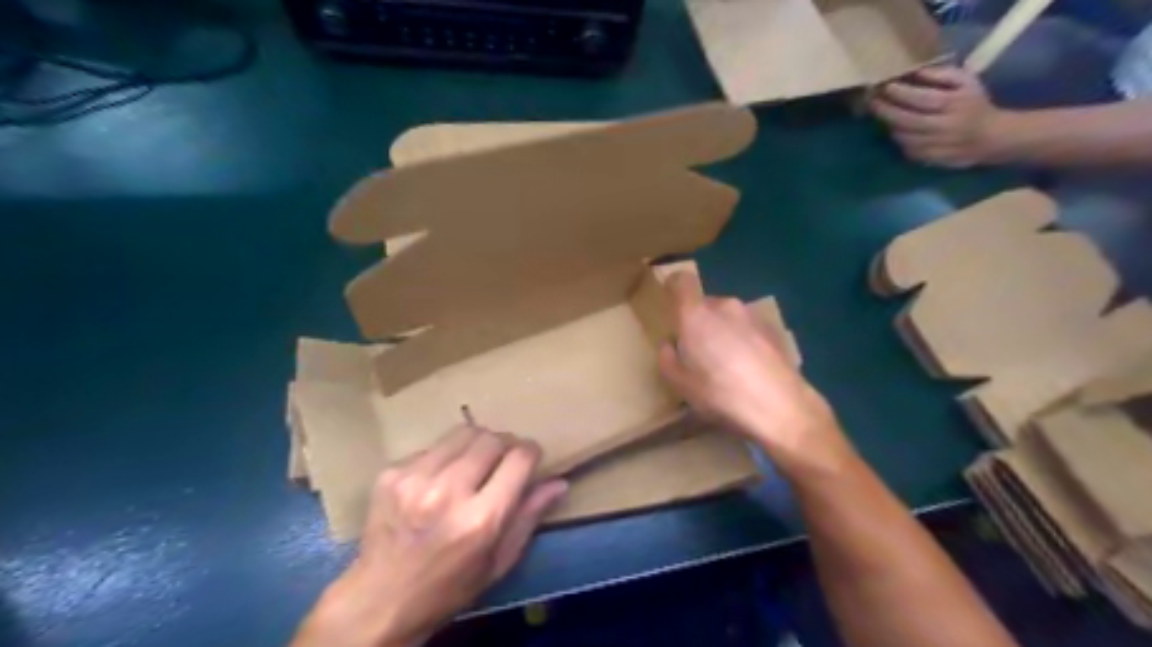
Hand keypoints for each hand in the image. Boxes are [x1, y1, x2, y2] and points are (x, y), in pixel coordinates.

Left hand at [293, 425, 566, 645]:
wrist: (379, 600)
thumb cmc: (448, 588)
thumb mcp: (498, 562)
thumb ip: (530, 516)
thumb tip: (559, 482)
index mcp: (480, 520)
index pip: (519, 458)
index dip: (531, 452)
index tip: (531, 458)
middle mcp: (447, 493)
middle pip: (491, 438)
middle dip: (505, 444)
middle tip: (503, 461)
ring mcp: (415, 479)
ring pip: (462, 433)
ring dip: (476, 444)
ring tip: (472, 466)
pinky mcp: (391, 473)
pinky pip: (433, 447)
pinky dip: (445, 457)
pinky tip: (438, 480)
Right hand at [658, 270, 842, 478]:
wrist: (780, 406)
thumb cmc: (720, 394)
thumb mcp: (680, 385)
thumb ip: (667, 359)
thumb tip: (670, 345)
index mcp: (696, 315)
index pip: (681, 281)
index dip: (673, 287)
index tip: (670, 302)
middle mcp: (724, 306)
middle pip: (705, 304)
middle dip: (699, 322)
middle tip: (697, 352)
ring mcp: (753, 316)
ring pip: (728, 317)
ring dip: (723, 332)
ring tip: (726, 365)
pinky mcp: (774, 330)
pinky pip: (749, 329)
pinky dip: (744, 341)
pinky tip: (749, 369)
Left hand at [874, 65, 1009, 167]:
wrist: (990, 138)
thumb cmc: (975, 104)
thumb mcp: (967, 82)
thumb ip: (942, 75)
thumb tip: (916, 71)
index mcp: (954, 104)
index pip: (921, 98)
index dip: (900, 93)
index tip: (885, 86)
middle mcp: (943, 126)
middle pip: (906, 120)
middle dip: (885, 110)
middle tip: (871, 101)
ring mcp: (935, 145)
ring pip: (903, 136)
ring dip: (888, 125)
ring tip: (880, 113)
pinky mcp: (928, 159)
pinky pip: (906, 149)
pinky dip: (898, 138)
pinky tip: (894, 128)